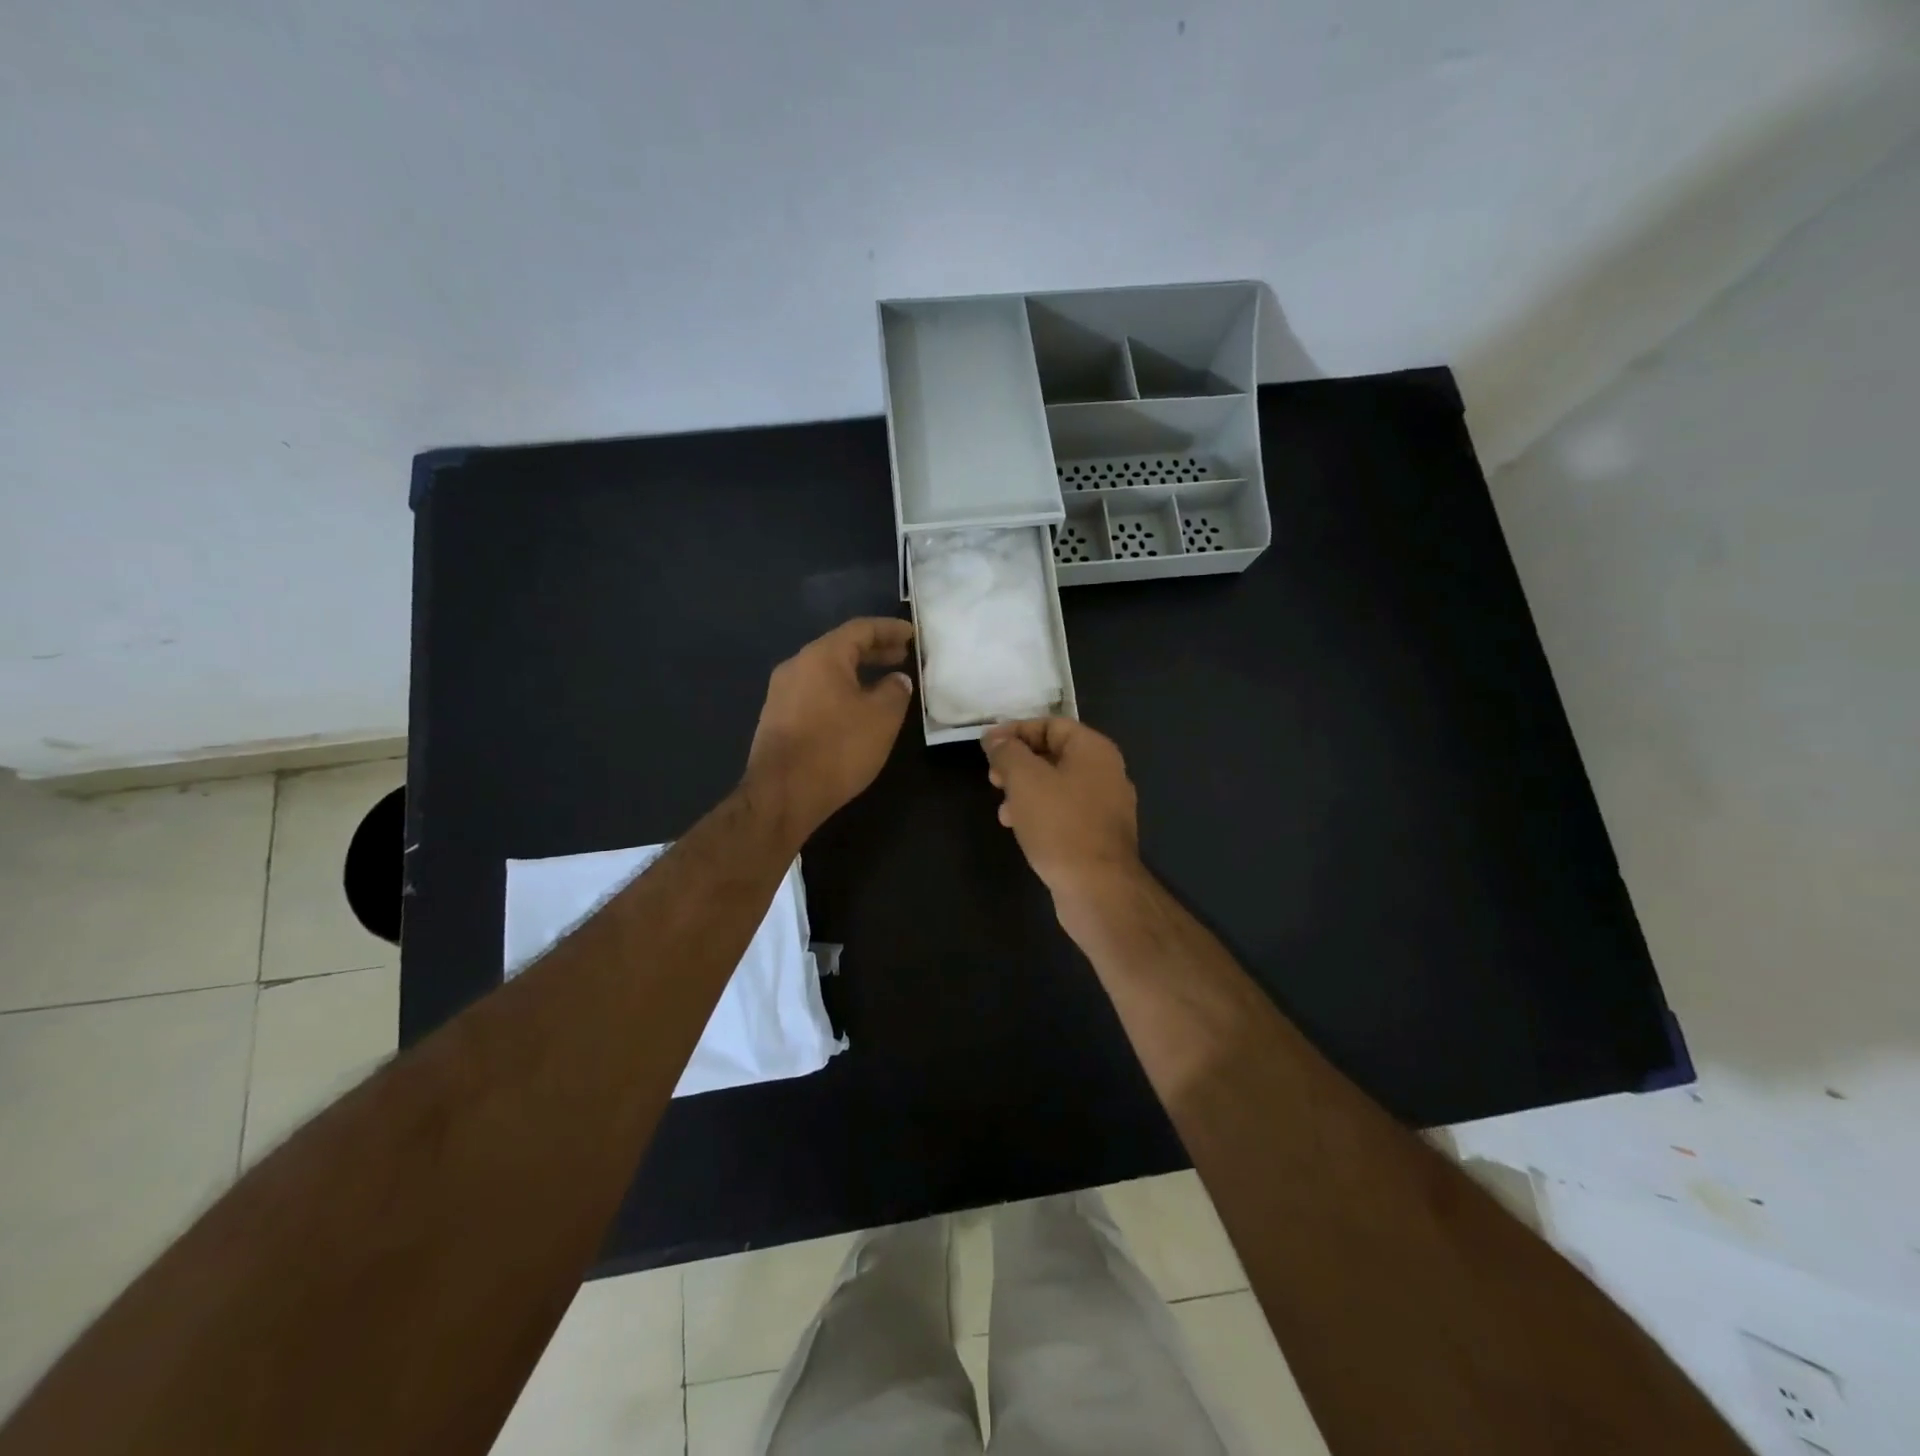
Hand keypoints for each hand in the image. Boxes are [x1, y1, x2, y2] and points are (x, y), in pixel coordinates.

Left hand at [745, 617, 916, 842]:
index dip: (890, 629)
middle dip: (874, 651)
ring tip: (884, 683)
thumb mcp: (881, 718)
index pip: (861, 629)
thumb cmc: (837, 749)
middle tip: (902, 656)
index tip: (912, 634)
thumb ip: (895, 691)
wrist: (782, 794)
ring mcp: (781, 693)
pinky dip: (840, 691)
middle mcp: (796, 666)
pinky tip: (855, 710)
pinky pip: (815, 692)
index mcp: (821, 656)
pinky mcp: (777, 719)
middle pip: (840, 648)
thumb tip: (897, 679)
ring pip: (826, 672)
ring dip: (857, 673)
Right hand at [982, 718, 1142, 902]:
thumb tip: (994, 738)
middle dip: (1018, 763)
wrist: (1098, 888)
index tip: (986, 746)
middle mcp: (1106, 772)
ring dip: (1025, 791)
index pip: (1051, 724)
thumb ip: (1007, 752)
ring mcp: (1106, 805)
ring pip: (1057, 786)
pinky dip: (1040, 813)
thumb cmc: (1060, 824)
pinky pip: (1065, 812)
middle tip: (993, 779)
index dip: (1015, 730)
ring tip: (1003, 811)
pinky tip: (1020, 829)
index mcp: (1094, 750)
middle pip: (1054, 754)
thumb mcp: (1025, 779)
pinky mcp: (1099, 835)